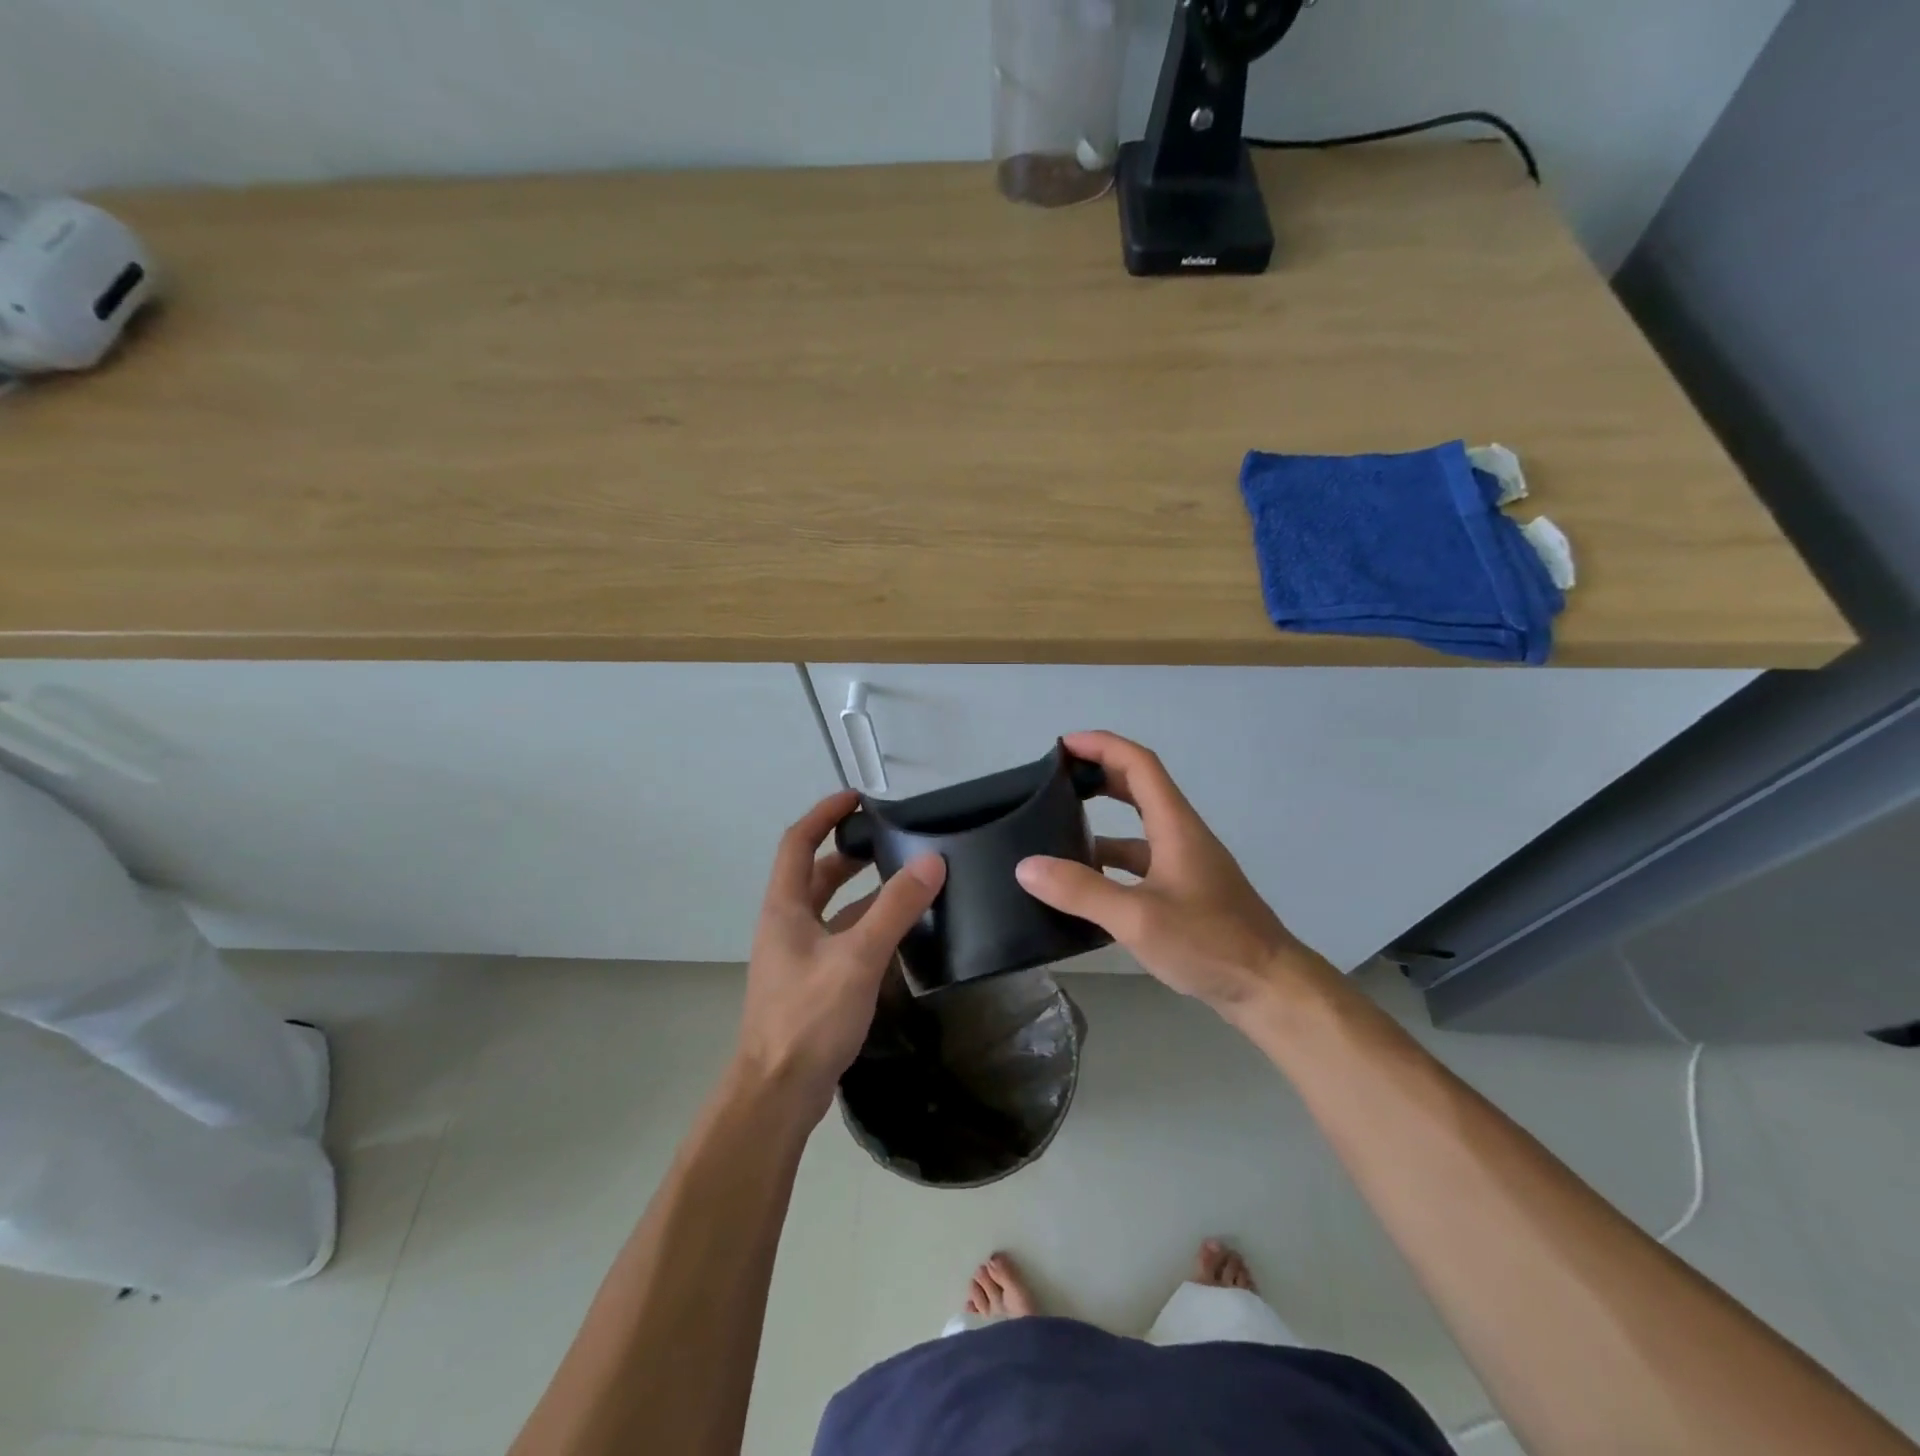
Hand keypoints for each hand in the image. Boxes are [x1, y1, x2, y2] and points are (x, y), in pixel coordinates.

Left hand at [734, 790, 945, 1117]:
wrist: (778, 1093)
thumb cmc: (809, 1018)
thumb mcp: (857, 957)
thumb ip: (895, 908)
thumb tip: (932, 861)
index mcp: (785, 907)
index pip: (798, 842)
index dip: (824, 815)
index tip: (857, 799)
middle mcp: (786, 925)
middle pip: (816, 874)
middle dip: (849, 852)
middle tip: (891, 839)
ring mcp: (797, 956)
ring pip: (831, 909)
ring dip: (862, 891)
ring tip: (905, 879)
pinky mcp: (812, 983)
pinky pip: (841, 939)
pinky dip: (866, 927)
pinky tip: (899, 934)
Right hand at [1016, 732, 1335, 1017]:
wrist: (1268, 987)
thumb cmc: (1209, 942)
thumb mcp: (1138, 917)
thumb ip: (1082, 890)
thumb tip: (1026, 866)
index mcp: (1175, 826)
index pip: (1139, 764)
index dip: (1102, 745)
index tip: (1063, 745)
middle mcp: (1181, 836)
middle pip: (1139, 788)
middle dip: (1098, 776)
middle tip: (1055, 783)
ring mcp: (1185, 865)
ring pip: (1138, 830)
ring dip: (1102, 824)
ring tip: (1057, 834)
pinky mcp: (1185, 893)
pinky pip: (1141, 864)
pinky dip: (1112, 863)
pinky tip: (1086, 886)